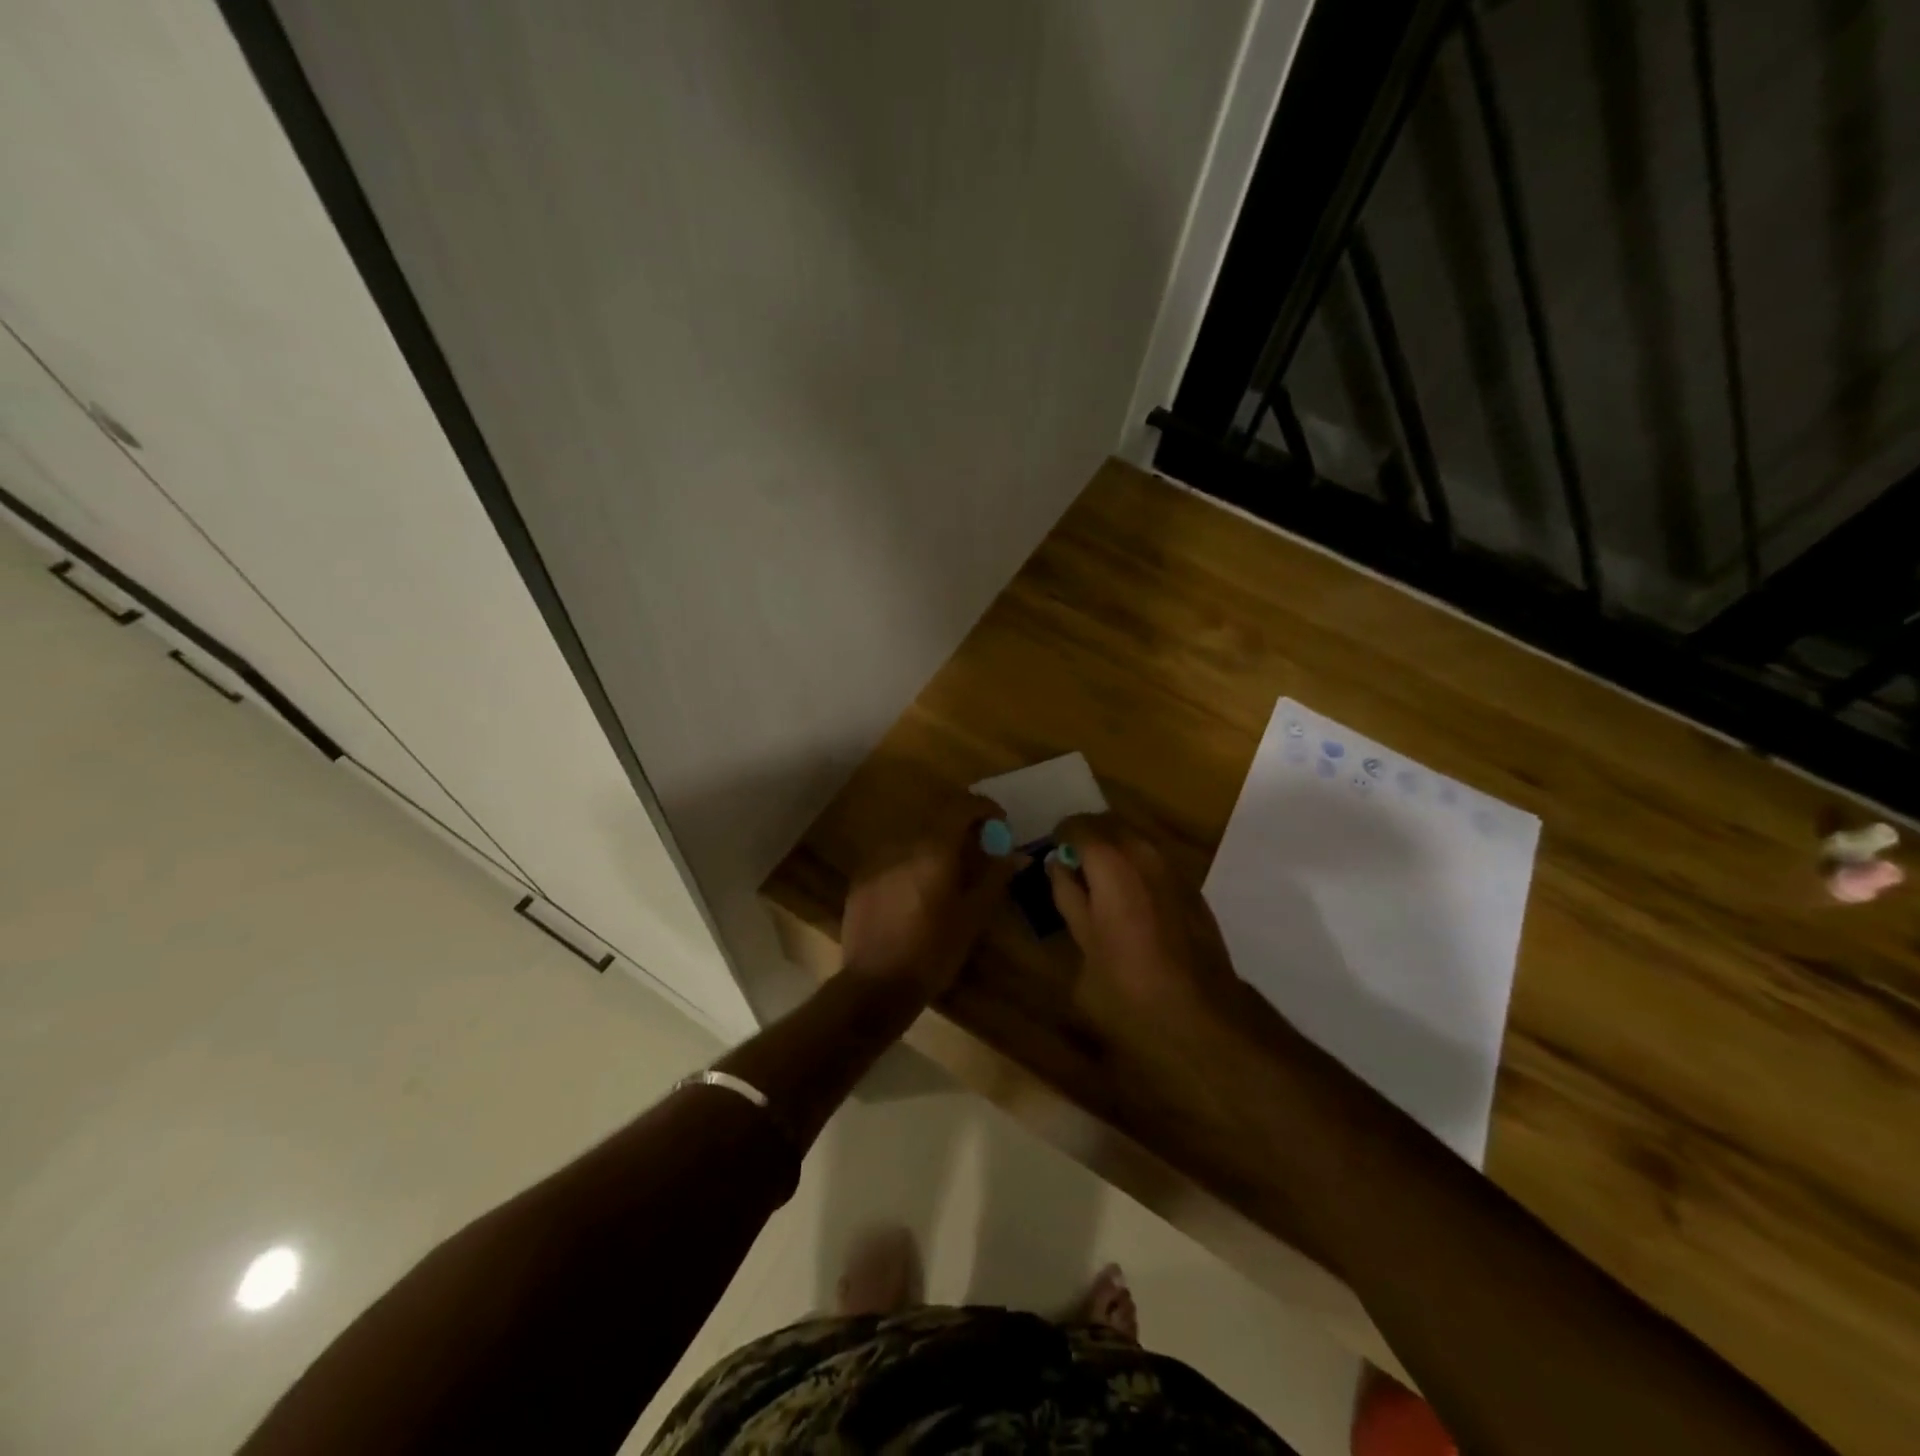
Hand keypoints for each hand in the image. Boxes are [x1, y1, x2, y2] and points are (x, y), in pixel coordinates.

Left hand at [840, 797, 1022, 997]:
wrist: (876, 984)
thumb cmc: (933, 951)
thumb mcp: (973, 916)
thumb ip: (994, 877)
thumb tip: (1016, 854)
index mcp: (934, 848)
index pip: (962, 806)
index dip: (984, 808)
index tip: (999, 824)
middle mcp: (903, 843)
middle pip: (938, 819)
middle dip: (962, 827)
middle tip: (979, 850)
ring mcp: (877, 858)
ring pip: (914, 837)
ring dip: (936, 845)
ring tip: (949, 873)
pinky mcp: (861, 876)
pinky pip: (894, 856)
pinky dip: (912, 861)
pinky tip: (918, 890)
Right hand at [1045, 814, 1239, 1027]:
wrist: (1200, 1011)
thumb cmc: (1128, 983)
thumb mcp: (1083, 941)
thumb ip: (1068, 896)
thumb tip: (1058, 867)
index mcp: (1111, 863)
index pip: (1078, 826)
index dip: (1061, 836)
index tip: (1053, 855)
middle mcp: (1143, 852)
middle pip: (1108, 823)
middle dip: (1087, 836)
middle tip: (1072, 864)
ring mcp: (1171, 866)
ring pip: (1133, 838)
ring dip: (1112, 848)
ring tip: (1098, 881)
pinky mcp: (1189, 884)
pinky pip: (1153, 858)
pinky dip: (1134, 864)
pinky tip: (1129, 898)